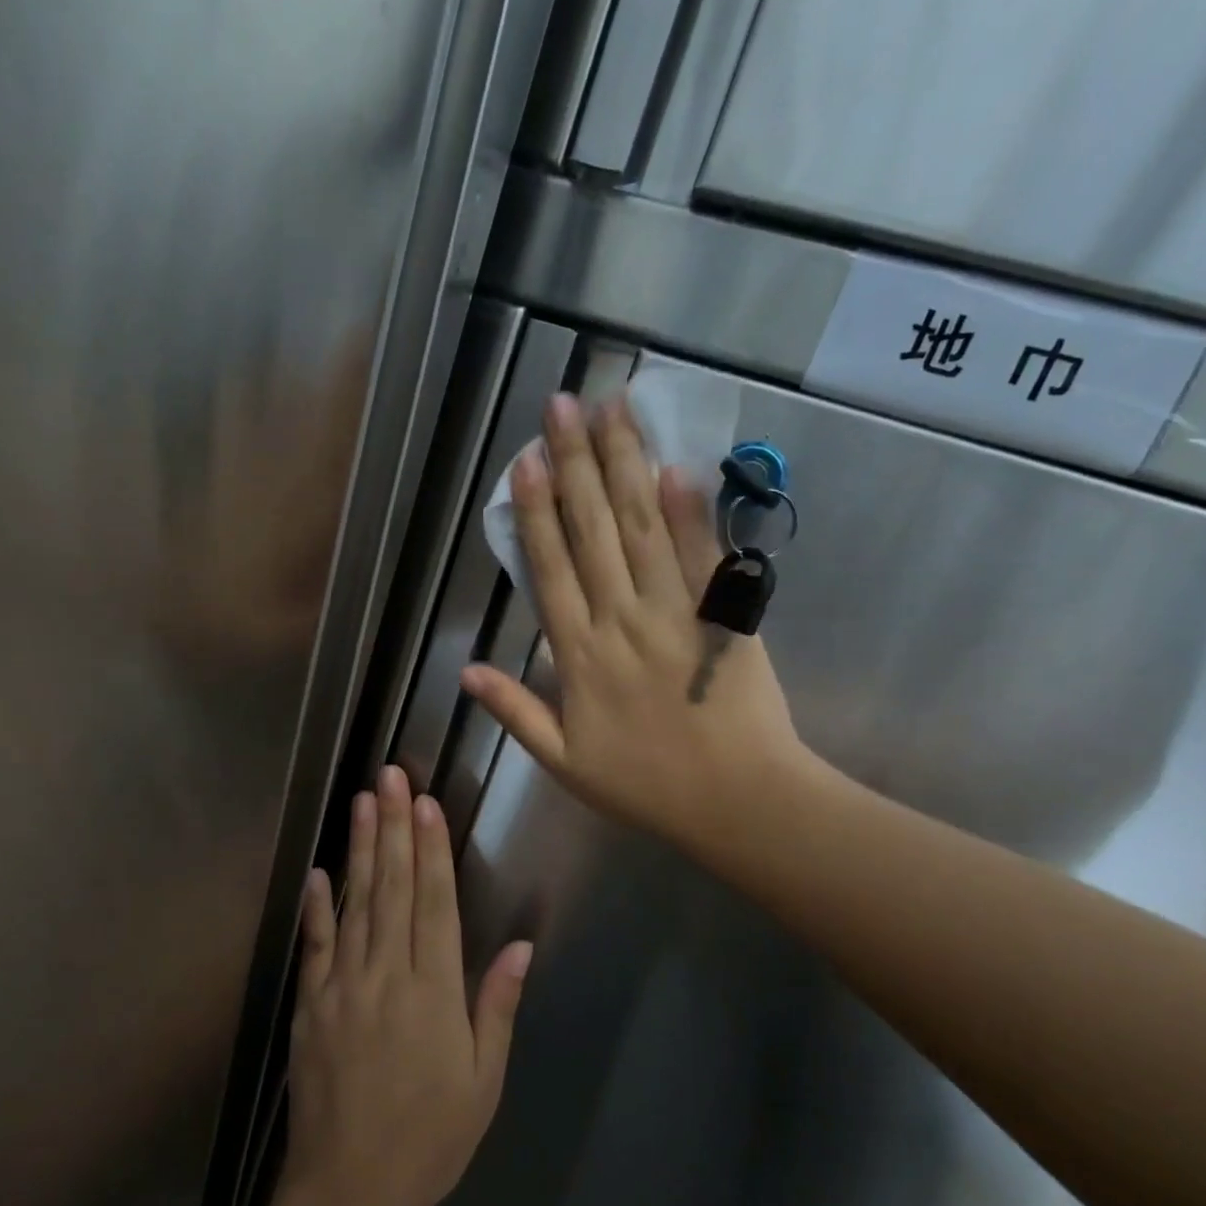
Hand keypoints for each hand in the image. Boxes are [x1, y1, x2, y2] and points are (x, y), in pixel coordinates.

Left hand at [281, 765, 532, 1205]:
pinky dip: (317, 907)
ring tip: (361, 802)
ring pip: (355, 903)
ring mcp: (342, 986)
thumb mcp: (484, 1080)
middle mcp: (387, 974)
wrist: (351, 1190)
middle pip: (393, 887)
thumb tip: (520, 946)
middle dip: (393, 827)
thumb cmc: (431, 1135)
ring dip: (360, 849)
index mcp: (433, 990)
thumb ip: (497, 1006)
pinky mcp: (310, 1004)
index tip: (425, 803)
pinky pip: (315, 946)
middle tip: (389, 777)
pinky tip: (318, 873)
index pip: (434, 901)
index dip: (431, 847)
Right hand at [460, 392, 824, 863]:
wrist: (739, 800)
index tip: (527, 462)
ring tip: (611, 412)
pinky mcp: (721, 613)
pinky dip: (687, 509)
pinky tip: (672, 465)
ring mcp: (674, 612)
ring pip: (642, 528)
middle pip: (593, 531)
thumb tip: (466, 671)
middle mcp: (621, 620)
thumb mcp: (564, 762)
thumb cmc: (645, 784)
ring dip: (625, 466)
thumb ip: (515, 712)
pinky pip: (701, 554)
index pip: (551, 570)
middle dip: (576, 464)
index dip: (536, 512)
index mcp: (579, 656)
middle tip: (562, 405)